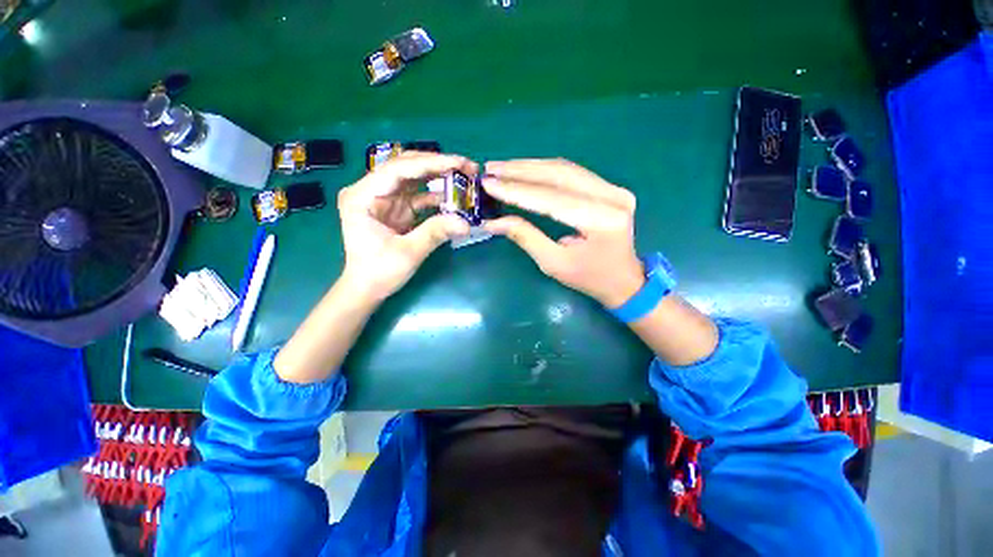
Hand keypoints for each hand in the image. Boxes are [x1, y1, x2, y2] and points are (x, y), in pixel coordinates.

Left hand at [336, 152, 473, 301]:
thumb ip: (436, 233)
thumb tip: (467, 223)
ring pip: (414, 178)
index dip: (431, 163)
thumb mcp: (408, 253)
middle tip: (467, 167)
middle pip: (406, 167)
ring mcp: (384, 198)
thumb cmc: (378, 272)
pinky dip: (436, 195)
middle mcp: (370, 190)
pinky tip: (454, 196)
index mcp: (362, 196)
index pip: (399, 169)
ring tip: (465, 176)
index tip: (460, 163)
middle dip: (438, 165)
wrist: (366, 288)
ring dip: (439, 176)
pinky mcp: (395, 208)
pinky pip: (418, 194)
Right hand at [482, 158, 644, 306]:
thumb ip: (526, 237)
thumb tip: (493, 221)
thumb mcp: (554, 263)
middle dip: (520, 171)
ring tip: (502, 167)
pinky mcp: (610, 187)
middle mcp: (612, 197)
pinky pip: (572, 173)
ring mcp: (614, 189)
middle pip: (559, 175)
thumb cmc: (589, 278)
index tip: (488, 184)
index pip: (551, 199)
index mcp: (601, 221)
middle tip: (491, 168)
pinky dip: (545, 170)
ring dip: (530, 166)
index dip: (517, 191)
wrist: (624, 280)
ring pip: (565, 169)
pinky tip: (525, 170)